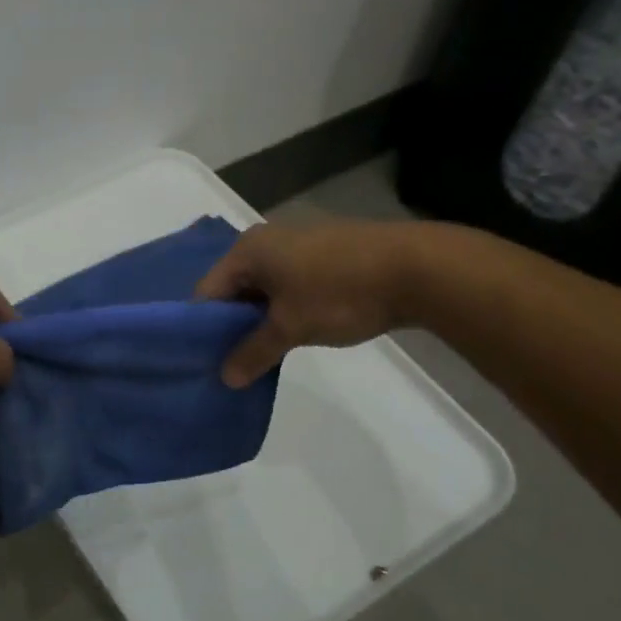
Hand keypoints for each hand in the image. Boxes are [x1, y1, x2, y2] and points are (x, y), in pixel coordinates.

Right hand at [194, 219, 422, 386]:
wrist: (417, 269)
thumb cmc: (340, 293)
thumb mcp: (290, 328)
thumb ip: (253, 353)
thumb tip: (225, 378)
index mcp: (248, 250)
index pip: (207, 292)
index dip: (202, 329)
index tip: (203, 361)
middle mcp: (266, 241)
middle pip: (233, 290)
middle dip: (231, 327)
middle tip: (229, 364)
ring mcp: (297, 246)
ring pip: (262, 290)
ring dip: (258, 322)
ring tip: (258, 356)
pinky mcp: (323, 256)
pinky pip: (286, 286)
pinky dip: (282, 311)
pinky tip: (289, 337)